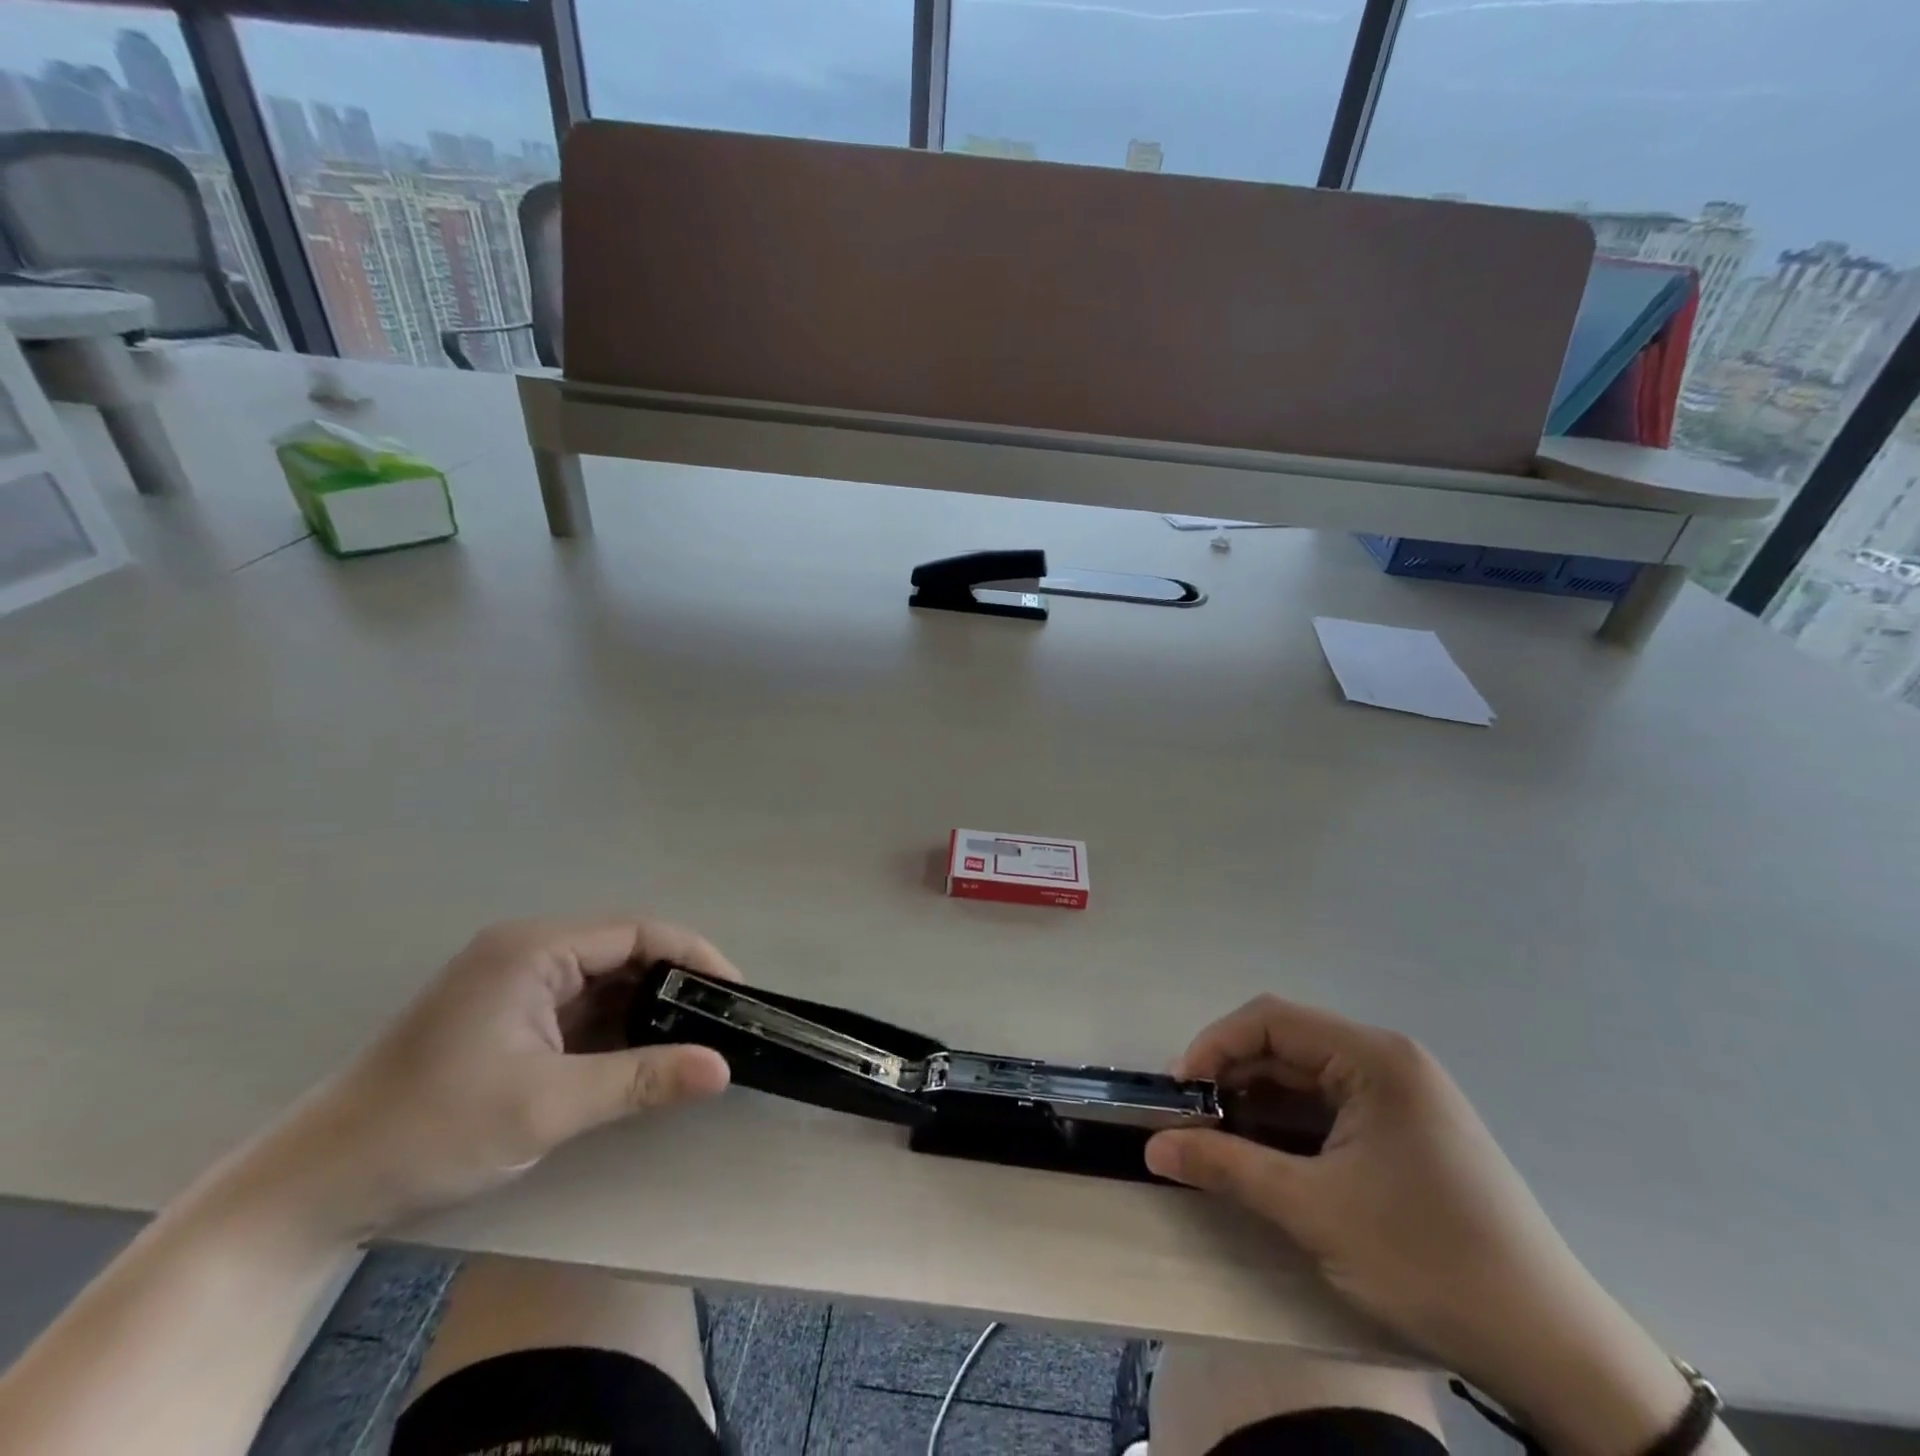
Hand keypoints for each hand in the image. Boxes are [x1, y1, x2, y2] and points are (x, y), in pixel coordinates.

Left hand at [253, 918, 737, 1244]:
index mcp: (534, 950)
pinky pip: (582, 1009)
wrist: (315, 1189)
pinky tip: (643, 1055)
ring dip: (647, 1010)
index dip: (693, 957)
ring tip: (693, 1040)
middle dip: (675, 985)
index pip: (637, 933)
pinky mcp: (510, 1017)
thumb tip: (723, 1068)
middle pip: (624, 952)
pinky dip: (616, 1029)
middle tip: (720, 1022)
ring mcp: (516, 984)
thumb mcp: (549, 1105)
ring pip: (605, 982)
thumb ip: (642, 1079)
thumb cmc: (434, 1128)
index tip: (734, 994)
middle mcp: (528, 952)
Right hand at [1146, 997, 1692, 1455]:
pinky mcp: (1407, 1130)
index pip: (1270, 1020)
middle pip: (1286, 1045)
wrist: (1555, 1351)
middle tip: (1192, 1125)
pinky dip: (1290, 1126)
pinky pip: (1330, 1107)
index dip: (1214, 1047)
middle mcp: (1388, 1061)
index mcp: (1374, 1057)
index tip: (1180, 1095)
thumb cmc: (1429, 1260)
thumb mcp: (1315, 1211)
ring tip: (1221, 1144)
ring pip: (1305, 1078)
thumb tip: (1153, 1148)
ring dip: (1257, 1105)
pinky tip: (1268, 1158)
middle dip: (1232, 1079)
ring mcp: (1401, 1095)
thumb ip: (1227, 1167)